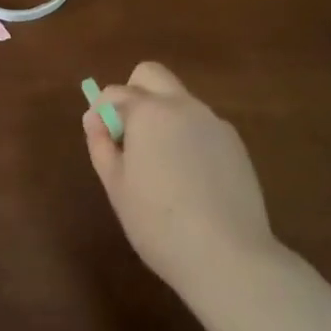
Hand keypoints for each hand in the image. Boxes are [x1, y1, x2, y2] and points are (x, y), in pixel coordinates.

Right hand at [83, 62, 279, 295]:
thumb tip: (94, 118)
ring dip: (162, 118)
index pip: (115, 92)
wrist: (227, 255)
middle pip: (152, 75)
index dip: (101, 113)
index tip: (102, 142)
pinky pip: (202, 126)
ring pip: (180, 101)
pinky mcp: (236, 145)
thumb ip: (101, 145)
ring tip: (161, 168)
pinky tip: (190, 180)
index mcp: (149, 112)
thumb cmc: (158, 222)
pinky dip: (187, 138)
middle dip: (133, 94)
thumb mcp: (116, 186)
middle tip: (128, 138)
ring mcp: (215, 123)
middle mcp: (184, 106)